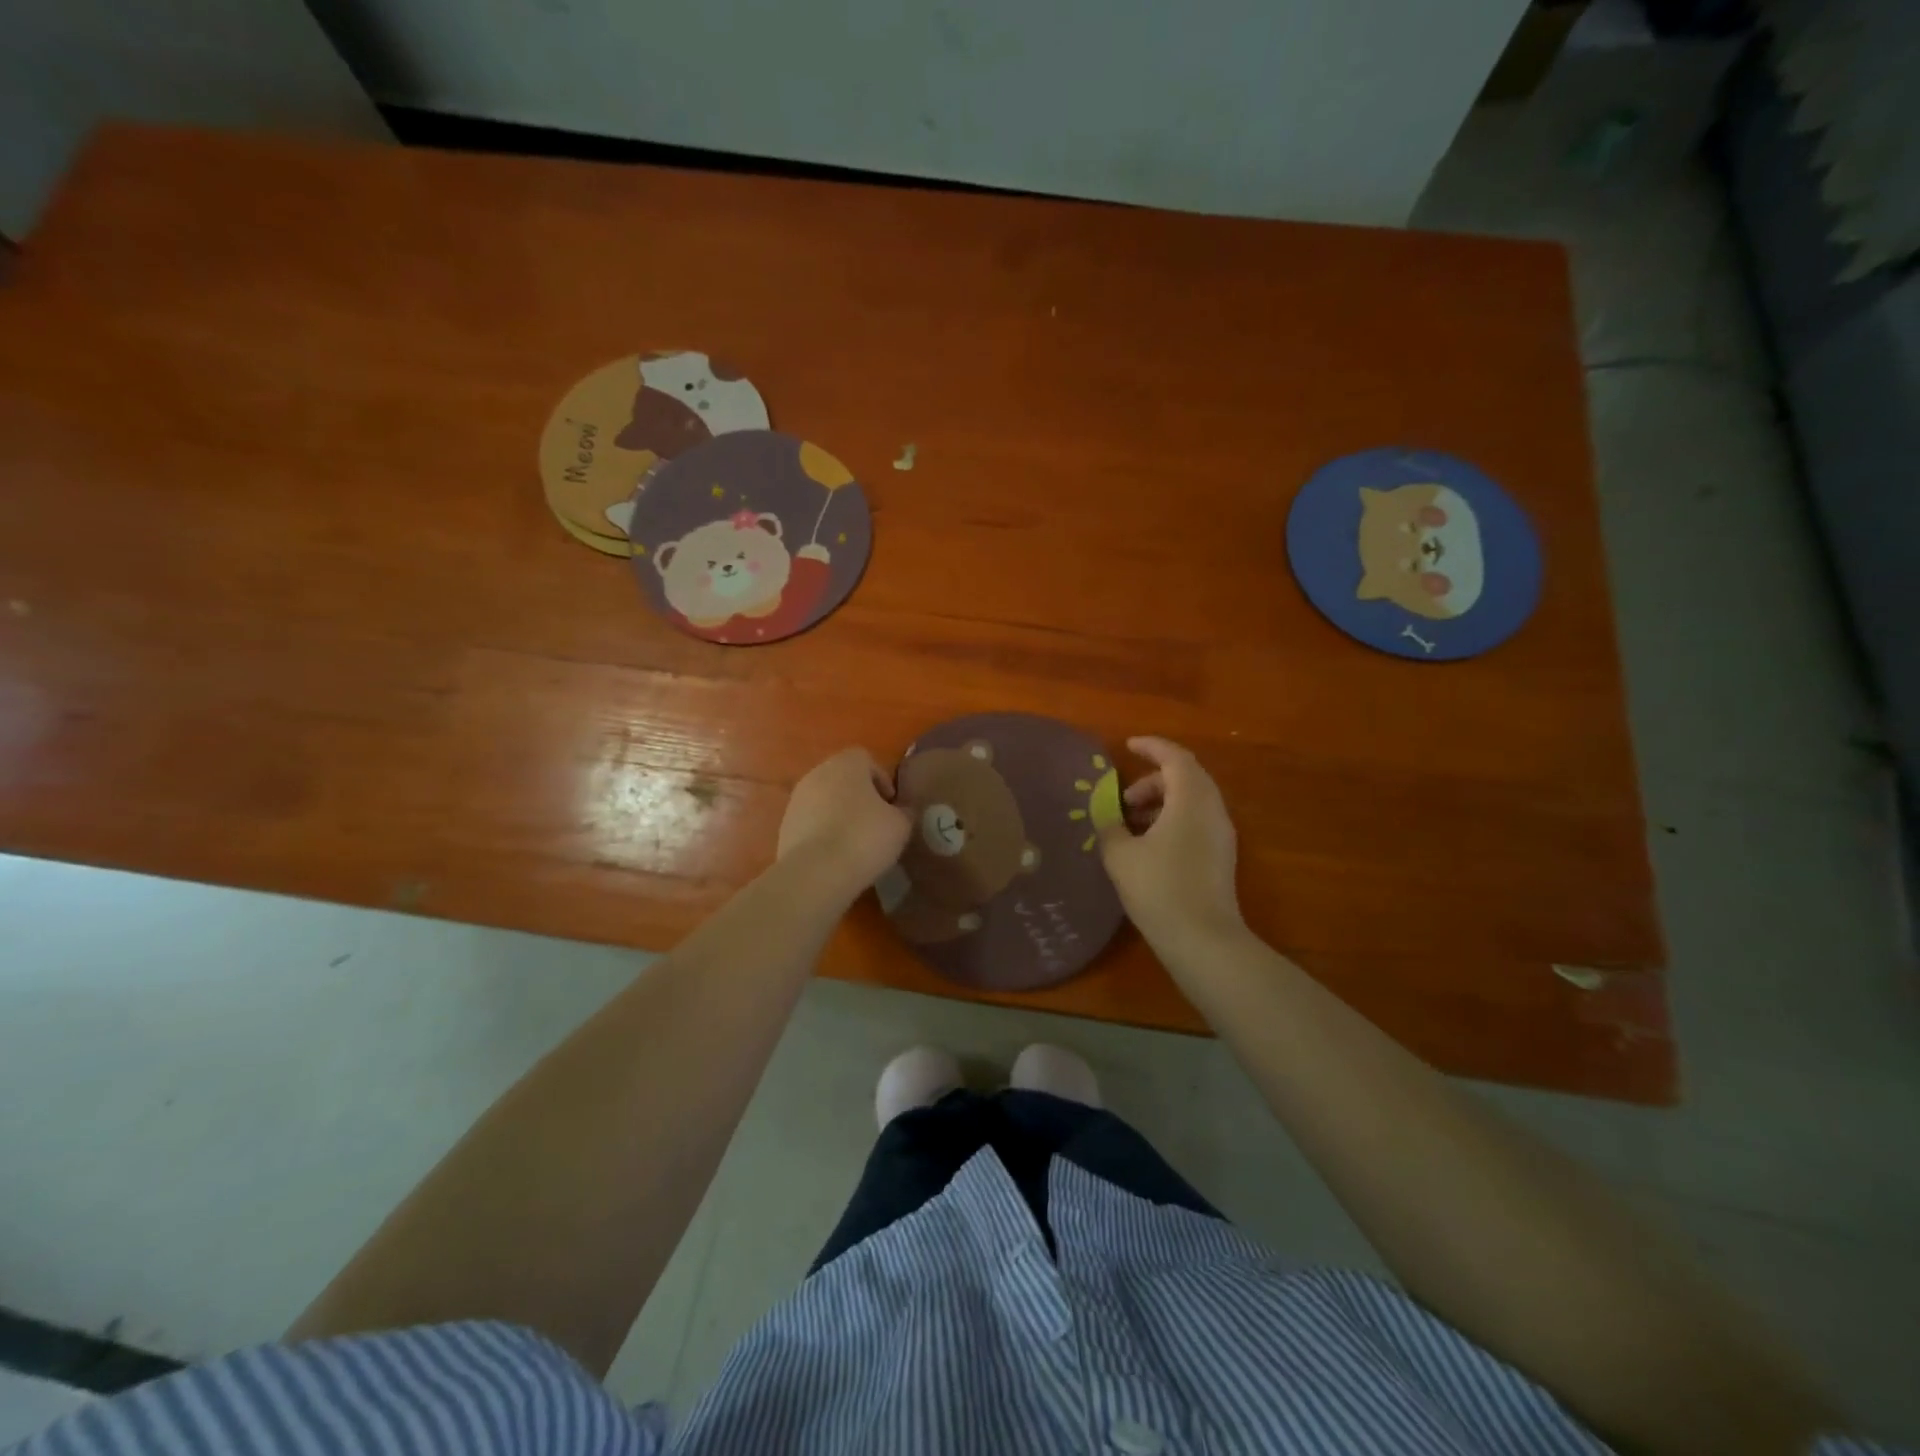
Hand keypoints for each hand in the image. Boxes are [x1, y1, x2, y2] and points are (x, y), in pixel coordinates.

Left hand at [777, 748, 911, 900]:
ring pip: (825, 800)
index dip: (882, 780)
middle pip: (843, 778)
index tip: (891, 805)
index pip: (866, 759)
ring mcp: (796, 800)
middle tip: (875, 822)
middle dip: (859, 797)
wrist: (816, 873)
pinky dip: (823, 832)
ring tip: (855, 842)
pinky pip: (811, 822)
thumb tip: (900, 811)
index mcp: (846, 764)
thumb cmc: (864, 838)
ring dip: (839, 814)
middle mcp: (817, 773)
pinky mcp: (785, 826)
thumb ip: (903, 812)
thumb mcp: (900, 825)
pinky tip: (835, 855)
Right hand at [1097, 736, 1244, 947]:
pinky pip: (1197, 820)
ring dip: (1162, 801)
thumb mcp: (1121, 855)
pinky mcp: (1222, 856)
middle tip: (1123, 799)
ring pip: (1192, 800)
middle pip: (1186, 777)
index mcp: (1191, 800)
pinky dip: (1173, 819)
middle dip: (1153, 780)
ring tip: (1131, 823)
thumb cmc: (1159, 889)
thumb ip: (1109, 825)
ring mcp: (1221, 834)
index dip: (1152, 747)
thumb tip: (1106, 813)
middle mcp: (1212, 810)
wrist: (1203, 940)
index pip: (1175, 757)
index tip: (1128, 746)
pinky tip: (1149, 844)